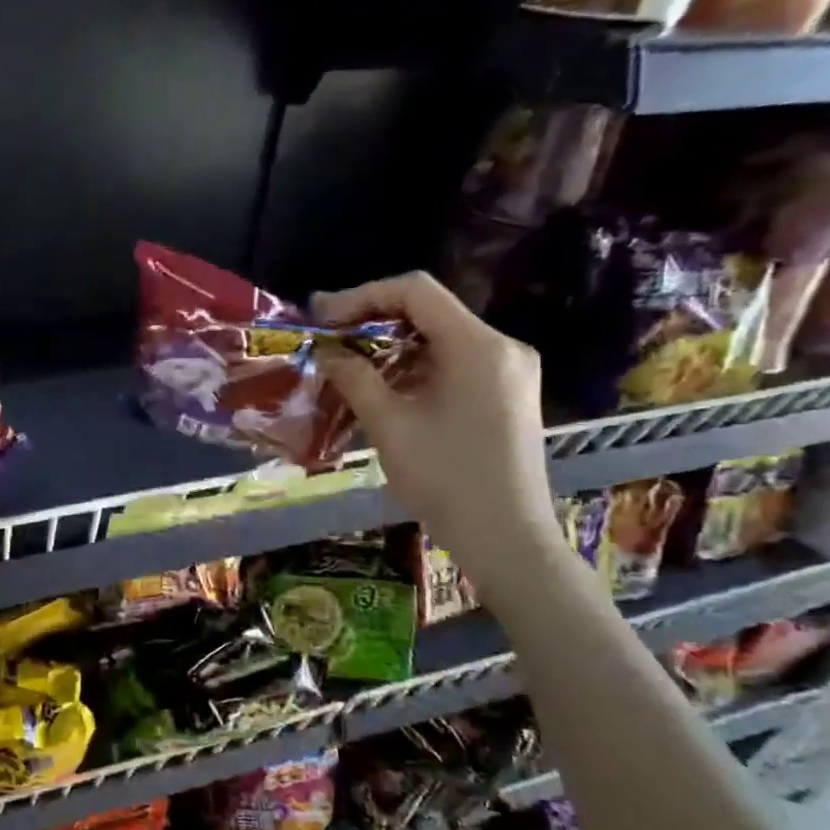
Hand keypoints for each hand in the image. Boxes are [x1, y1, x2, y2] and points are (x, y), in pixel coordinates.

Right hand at [311, 272, 562, 576]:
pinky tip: (382, 385)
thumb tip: (327, 351)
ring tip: (346, 362)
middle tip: (327, 336)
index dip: (361, 295)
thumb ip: (355, 378)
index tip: (321, 316)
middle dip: (372, 319)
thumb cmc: (445, 479)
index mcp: (478, 346)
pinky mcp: (506, 394)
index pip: (415, 291)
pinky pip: (454, 361)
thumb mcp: (389, 425)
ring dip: (390, 344)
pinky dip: (414, 365)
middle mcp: (501, 347)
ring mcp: (509, 371)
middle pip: (429, 310)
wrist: (506, 538)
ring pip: (439, 336)